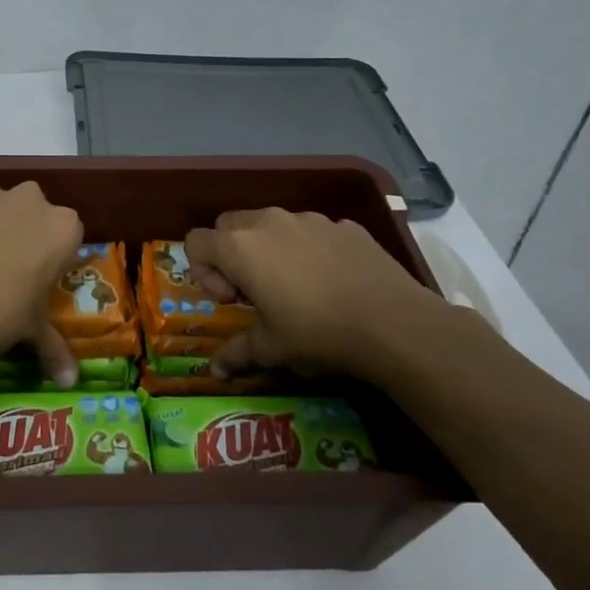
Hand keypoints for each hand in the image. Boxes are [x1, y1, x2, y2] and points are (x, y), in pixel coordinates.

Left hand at [0, 180, 85, 384]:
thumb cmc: (0, 314)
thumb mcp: (31, 331)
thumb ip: (54, 348)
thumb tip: (70, 382)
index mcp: (62, 227)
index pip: (67, 236)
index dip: (52, 257)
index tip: (38, 278)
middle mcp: (30, 199)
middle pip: (32, 212)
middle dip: (23, 233)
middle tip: (7, 269)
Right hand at [184, 209, 452, 386]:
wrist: (393, 323)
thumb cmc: (317, 333)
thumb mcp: (271, 349)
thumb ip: (236, 353)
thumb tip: (214, 371)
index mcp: (239, 248)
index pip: (196, 242)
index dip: (203, 271)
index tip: (230, 300)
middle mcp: (268, 222)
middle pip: (228, 224)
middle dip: (231, 254)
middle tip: (253, 291)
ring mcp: (308, 219)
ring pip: (271, 224)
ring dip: (269, 249)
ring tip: (295, 286)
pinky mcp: (343, 224)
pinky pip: (311, 231)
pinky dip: (309, 250)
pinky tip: (332, 282)